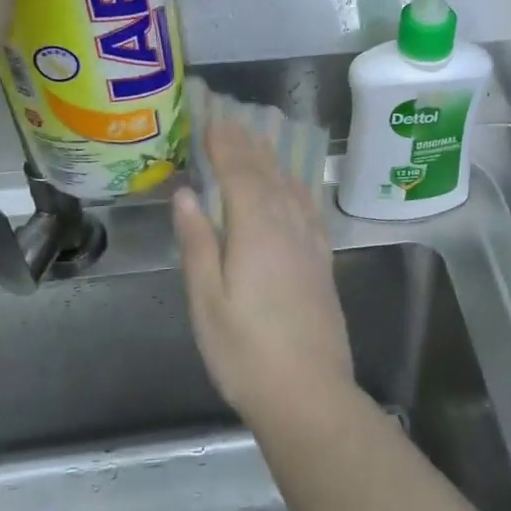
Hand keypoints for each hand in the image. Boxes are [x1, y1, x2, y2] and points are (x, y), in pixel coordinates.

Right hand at [171, 120, 355, 421]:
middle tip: (233, 116)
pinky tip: (295, 185)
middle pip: (267, 174)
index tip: (212, 117)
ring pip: (290, 187)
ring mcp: (310, 244)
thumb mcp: (207, 301)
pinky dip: (297, 187)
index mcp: (256, 231)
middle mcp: (288, 227)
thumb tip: (187, 194)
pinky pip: (309, 209)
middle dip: (248, 143)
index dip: (225, 143)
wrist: (308, 393)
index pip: (240, 173)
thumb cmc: (245, 352)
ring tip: (260, 138)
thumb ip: (198, 242)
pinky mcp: (323, 262)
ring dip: (273, 159)